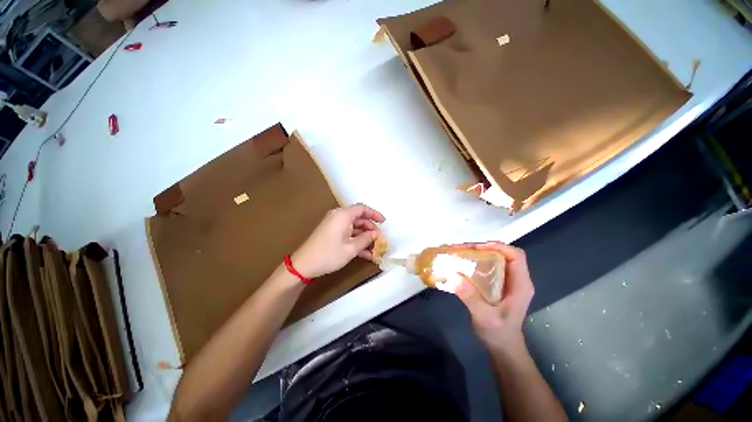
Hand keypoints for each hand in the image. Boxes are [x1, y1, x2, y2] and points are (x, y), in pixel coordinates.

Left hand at [292, 204, 384, 278]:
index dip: (374, 214)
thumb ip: (366, 239)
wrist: (303, 265)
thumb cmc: (328, 255)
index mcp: (343, 215)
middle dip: (370, 229)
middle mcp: (338, 216)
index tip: (384, 222)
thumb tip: (376, 234)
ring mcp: (334, 225)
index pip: (362, 209)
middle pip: (359, 218)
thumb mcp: (351, 248)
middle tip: (379, 240)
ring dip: (364, 237)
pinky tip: (365, 253)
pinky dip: (356, 240)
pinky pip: (347, 233)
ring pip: (354, 227)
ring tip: (374, 250)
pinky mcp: (331, 232)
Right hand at [455, 242, 533, 350]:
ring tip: (458, 253)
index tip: (476, 247)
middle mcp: (516, 279)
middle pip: (503, 254)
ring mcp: (507, 281)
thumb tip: (454, 275)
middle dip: (482, 248)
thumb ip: (471, 298)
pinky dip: (475, 262)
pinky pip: (488, 266)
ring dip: (476, 253)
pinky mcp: (497, 284)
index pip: (516, 256)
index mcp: (520, 285)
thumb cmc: (498, 334)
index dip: (498, 246)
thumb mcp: (485, 317)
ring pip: (494, 258)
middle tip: (461, 249)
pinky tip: (461, 264)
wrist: (503, 348)